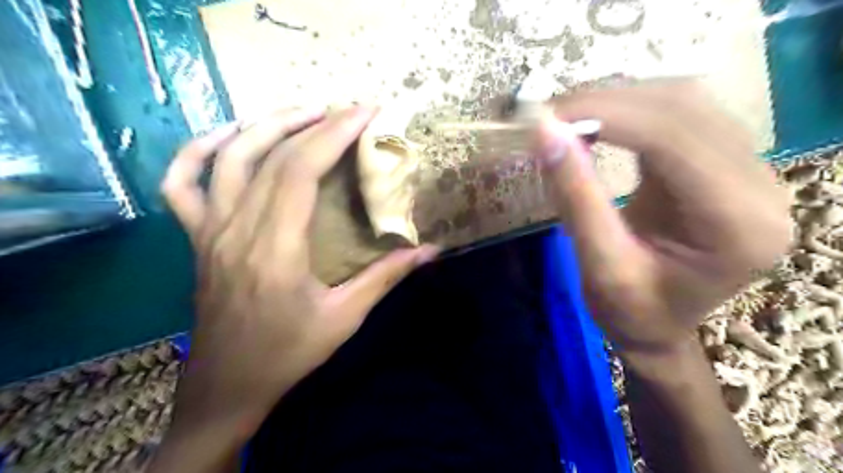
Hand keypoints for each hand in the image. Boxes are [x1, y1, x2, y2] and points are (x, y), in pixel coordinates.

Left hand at [158, 106, 437, 436]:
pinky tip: (229, 137)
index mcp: (275, 249)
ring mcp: (209, 231)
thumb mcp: (345, 318)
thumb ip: (387, 277)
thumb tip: (429, 250)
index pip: (300, 170)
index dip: (334, 133)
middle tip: (348, 110)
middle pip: (271, 156)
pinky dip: (199, 151)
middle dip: (314, 123)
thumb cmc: (288, 353)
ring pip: (228, 158)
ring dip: (266, 125)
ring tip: (304, 112)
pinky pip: (181, 183)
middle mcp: (236, 229)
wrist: (228, 385)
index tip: (365, 113)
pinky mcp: (196, 238)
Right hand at [535, 82, 795, 362]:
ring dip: (618, 100)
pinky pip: (679, 115)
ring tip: (567, 116)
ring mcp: (749, 170)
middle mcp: (760, 186)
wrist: (658, 327)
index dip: (607, 115)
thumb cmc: (631, 312)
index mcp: (737, 224)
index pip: (673, 139)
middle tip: (550, 115)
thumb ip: (575, 197)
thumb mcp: (597, 264)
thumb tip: (545, 133)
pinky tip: (596, 122)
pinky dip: (629, 111)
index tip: (548, 117)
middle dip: (608, 102)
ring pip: (683, 102)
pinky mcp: (724, 163)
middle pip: (684, 109)